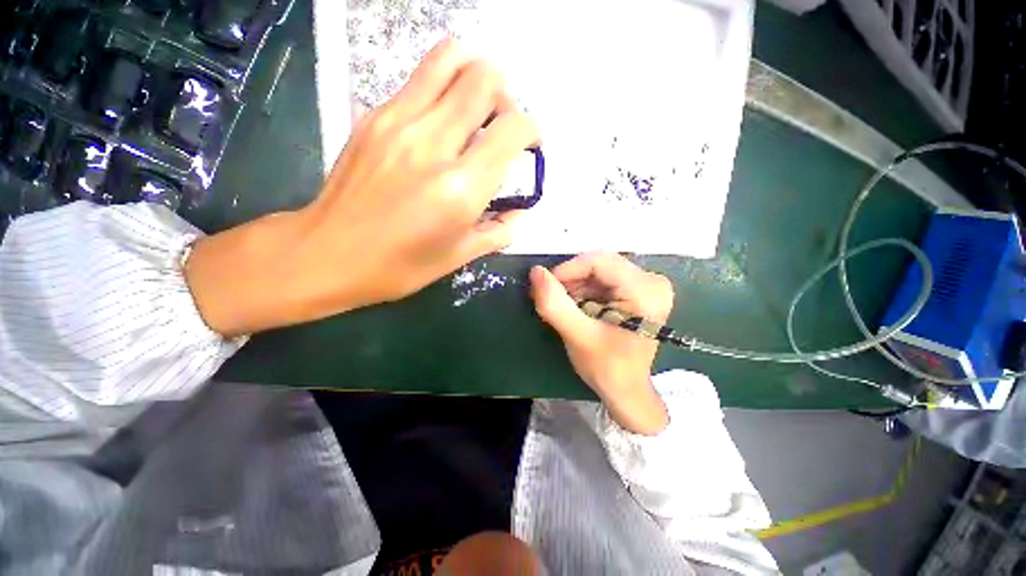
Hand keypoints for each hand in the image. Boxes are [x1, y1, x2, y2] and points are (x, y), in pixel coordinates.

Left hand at [185, 39, 537, 335]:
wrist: (328, 254)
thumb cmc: (400, 265)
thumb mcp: (459, 257)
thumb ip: (499, 231)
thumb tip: (518, 213)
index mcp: (460, 188)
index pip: (512, 130)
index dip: (532, 130)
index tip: (530, 144)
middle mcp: (433, 144)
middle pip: (485, 79)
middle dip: (506, 96)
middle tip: (501, 124)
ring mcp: (399, 122)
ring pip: (450, 59)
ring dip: (475, 74)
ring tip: (476, 105)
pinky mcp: (375, 116)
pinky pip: (420, 79)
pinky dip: (443, 86)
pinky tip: (441, 119)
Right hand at [530, 253, 672, 434]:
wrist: (626, 389)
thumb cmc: (606, 367)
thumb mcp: (577, 336)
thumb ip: (554, 304)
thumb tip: (536, 271)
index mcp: (646, 291)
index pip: (599, 262)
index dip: (568, 269)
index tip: (546, 286)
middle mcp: (652, 281)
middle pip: (599, 264)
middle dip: (570, 280)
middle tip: (551, 298)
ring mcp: (647, 284)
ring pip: (598, 270)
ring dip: (575, 285)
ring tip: (563, 306)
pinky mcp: (638, 289)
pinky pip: (603, 278)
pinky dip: (584, 290)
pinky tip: (576, 307)